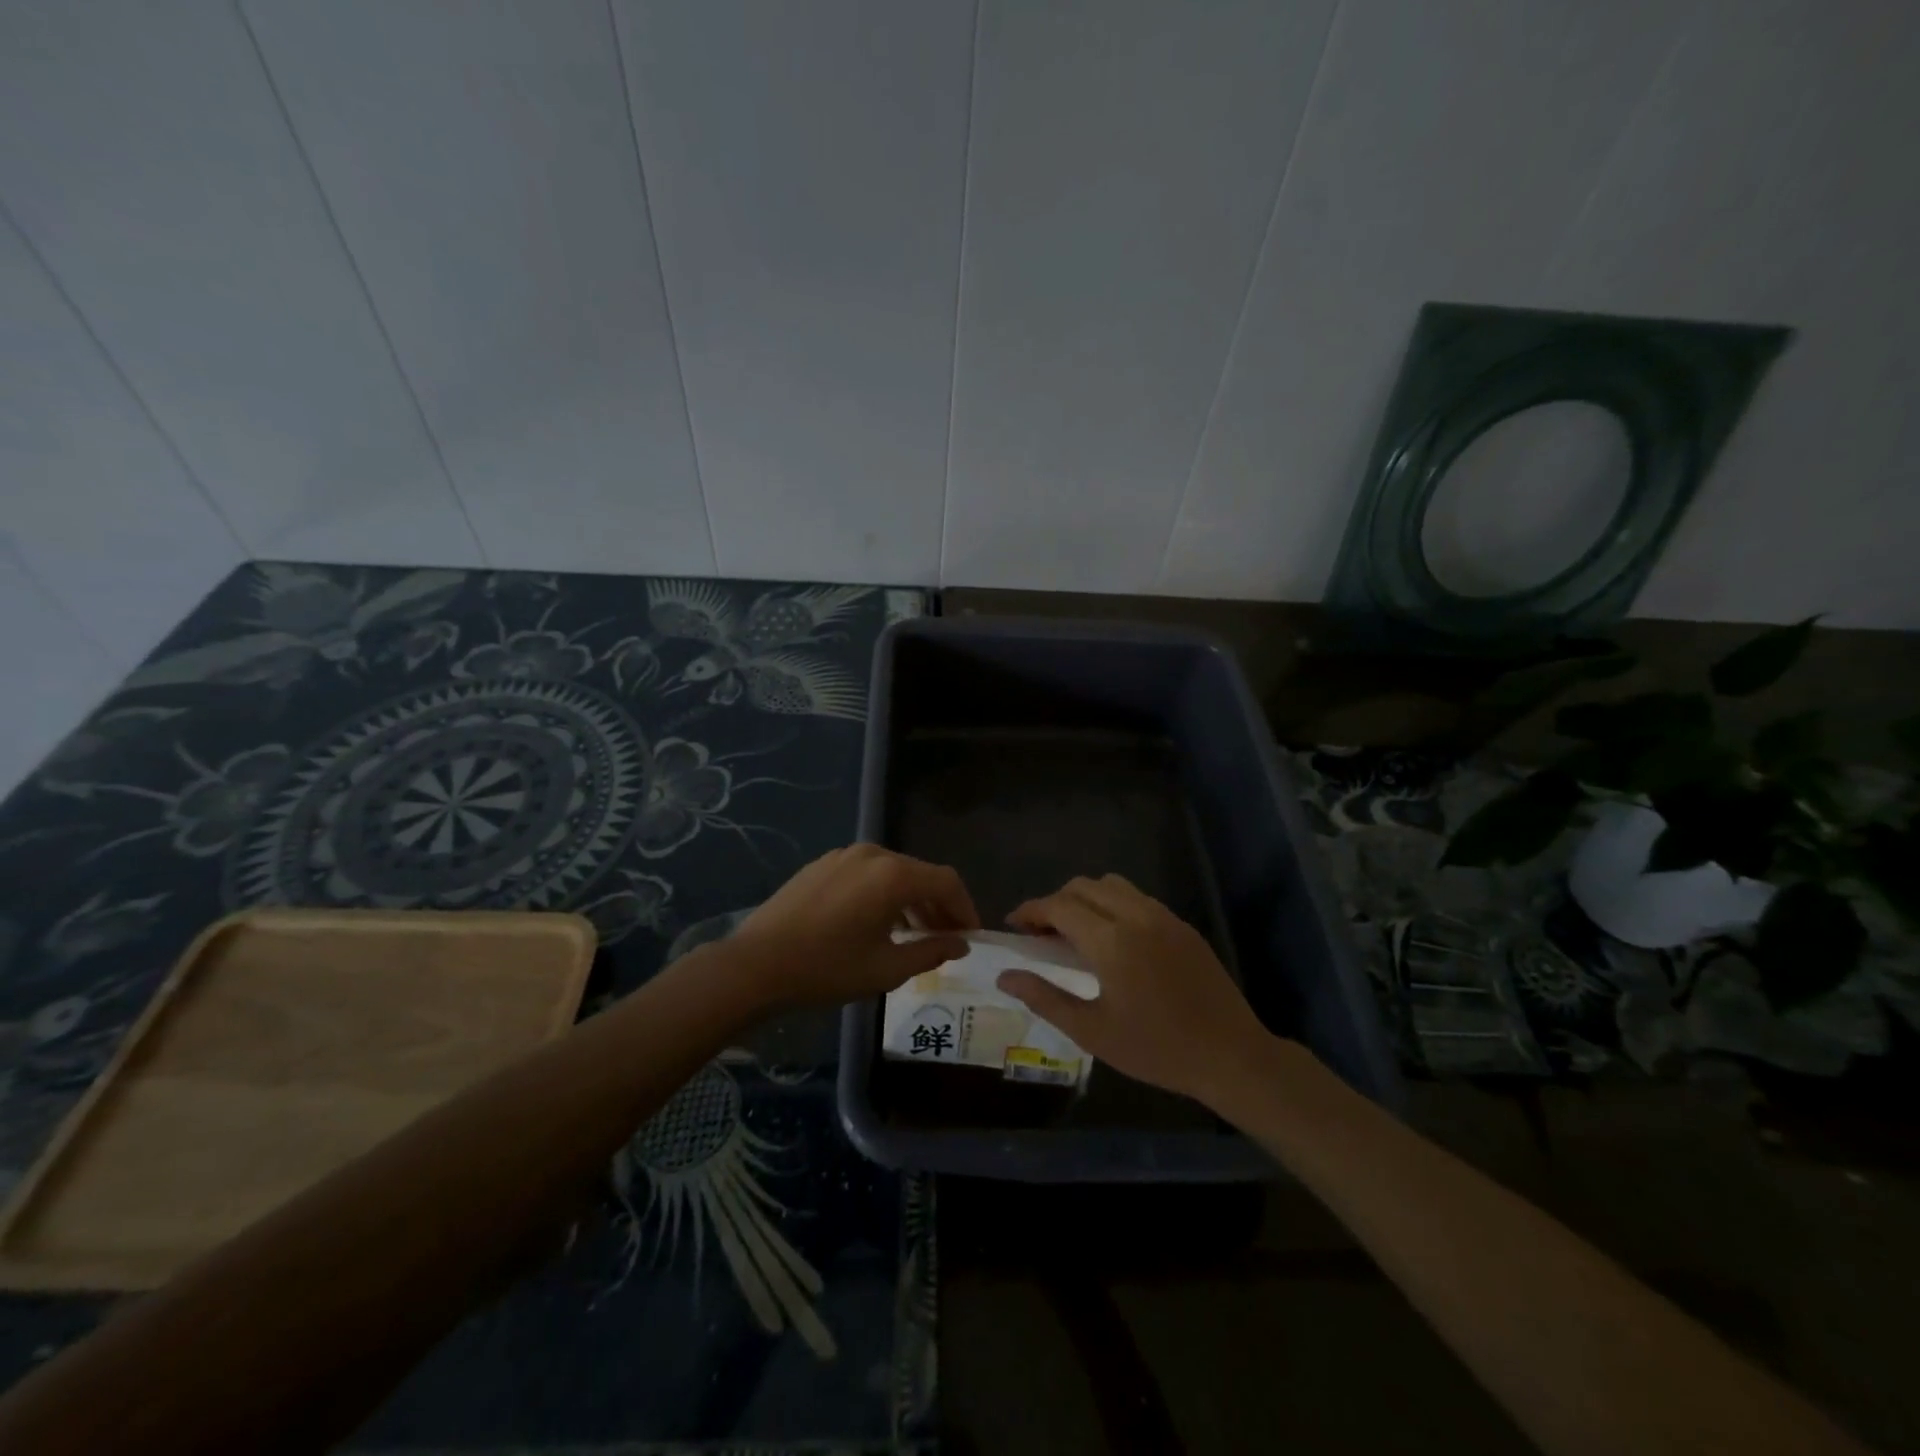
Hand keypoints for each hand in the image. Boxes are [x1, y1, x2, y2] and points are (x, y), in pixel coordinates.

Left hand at [729, 844, 979, 1007]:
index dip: (965, 908)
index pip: (946, 881)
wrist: (755, 964)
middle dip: (939, 906)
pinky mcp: (822, 864)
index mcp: (893, 875)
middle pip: (920, 874)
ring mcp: (844, 855)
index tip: (971, 936)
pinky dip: (884, 894)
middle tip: (947, 940)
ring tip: (914, 936)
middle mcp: (872, 854)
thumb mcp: (886, 969)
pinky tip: (877, 924)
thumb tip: (960, 945)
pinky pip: (867, 874)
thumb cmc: (826, 969)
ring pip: (893, 873)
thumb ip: (931, 952)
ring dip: (911, 901)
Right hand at [997, 874, 1272, 1104]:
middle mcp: (1135, 915)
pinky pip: (1138, 898)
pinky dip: (1113, 904)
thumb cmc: (1156, 1049)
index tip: (1014, 925)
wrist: (1231, 1056)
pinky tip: (1113, 939)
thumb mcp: (1092, 1031)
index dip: (1031, 911)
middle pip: (1083, 886)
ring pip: (1112, 885)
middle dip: (1055, 902)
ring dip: (1085, 898)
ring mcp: (1163, 916)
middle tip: (1042, 933)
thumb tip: (1005, 977)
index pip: (1058, 906)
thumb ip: (1044, 998)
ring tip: (1075, 932)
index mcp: (1111, 941)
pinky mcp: (1182, 925)